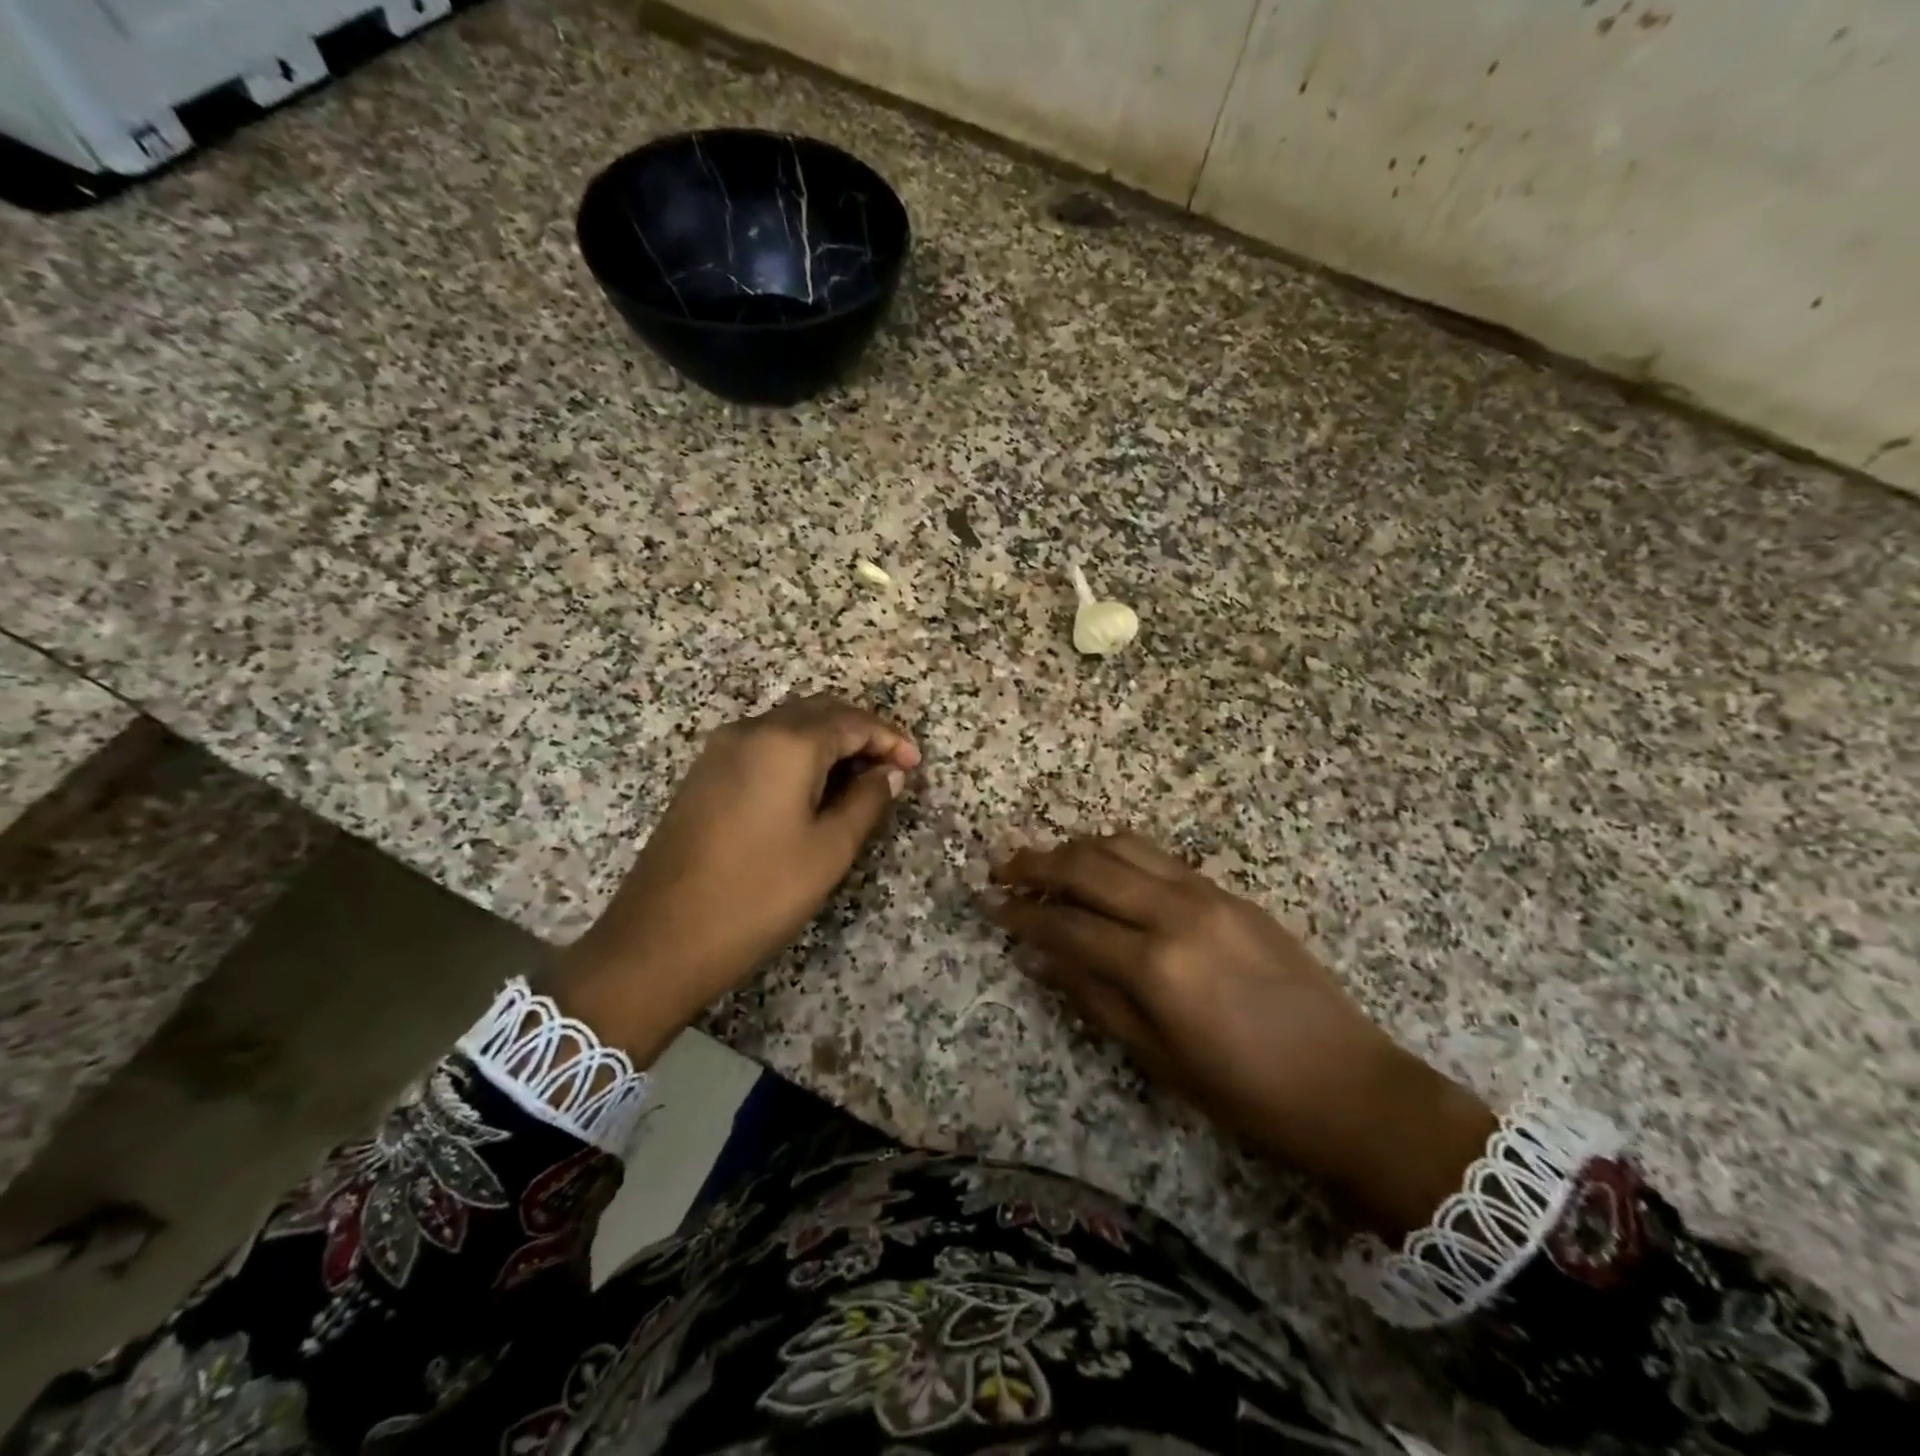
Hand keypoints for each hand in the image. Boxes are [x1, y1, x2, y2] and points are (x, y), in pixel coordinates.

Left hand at [553, 695, 918, 1066]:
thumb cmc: (758, 894)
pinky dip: (798, 753)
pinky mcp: (704, 774)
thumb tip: (889, 774)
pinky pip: (763, 745)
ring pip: (788, 725)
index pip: (851, 721)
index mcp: (786, 743)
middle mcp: (751, 731)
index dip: (889, 738)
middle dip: (860, 732)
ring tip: (859, 779)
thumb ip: (866, 802)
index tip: (915, 765)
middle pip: (818, 712)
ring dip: (829, 741)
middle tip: (891, 768)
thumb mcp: (828, 851)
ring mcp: (720, 750)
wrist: (659, 939)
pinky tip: (813, 788)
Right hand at [987, 832, 1494, 1235]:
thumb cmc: (1246, 1093)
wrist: (1348, 1085)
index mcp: (1155, 964)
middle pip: (1089, 867)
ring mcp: (1207, 894)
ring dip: (1077, 848)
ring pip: (1125, 847)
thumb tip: (1040, 957)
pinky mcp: (1230, 892)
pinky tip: (1105, 868)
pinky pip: (1160, 857)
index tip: (988, 904)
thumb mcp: (1157, 1059)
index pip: (1067, 924)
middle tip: (1001, 866)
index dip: (1021, 914)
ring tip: (1048, 861)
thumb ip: (1093, 997)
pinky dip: (1120, 853)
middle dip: (1037, 864)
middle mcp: (1176, 912)